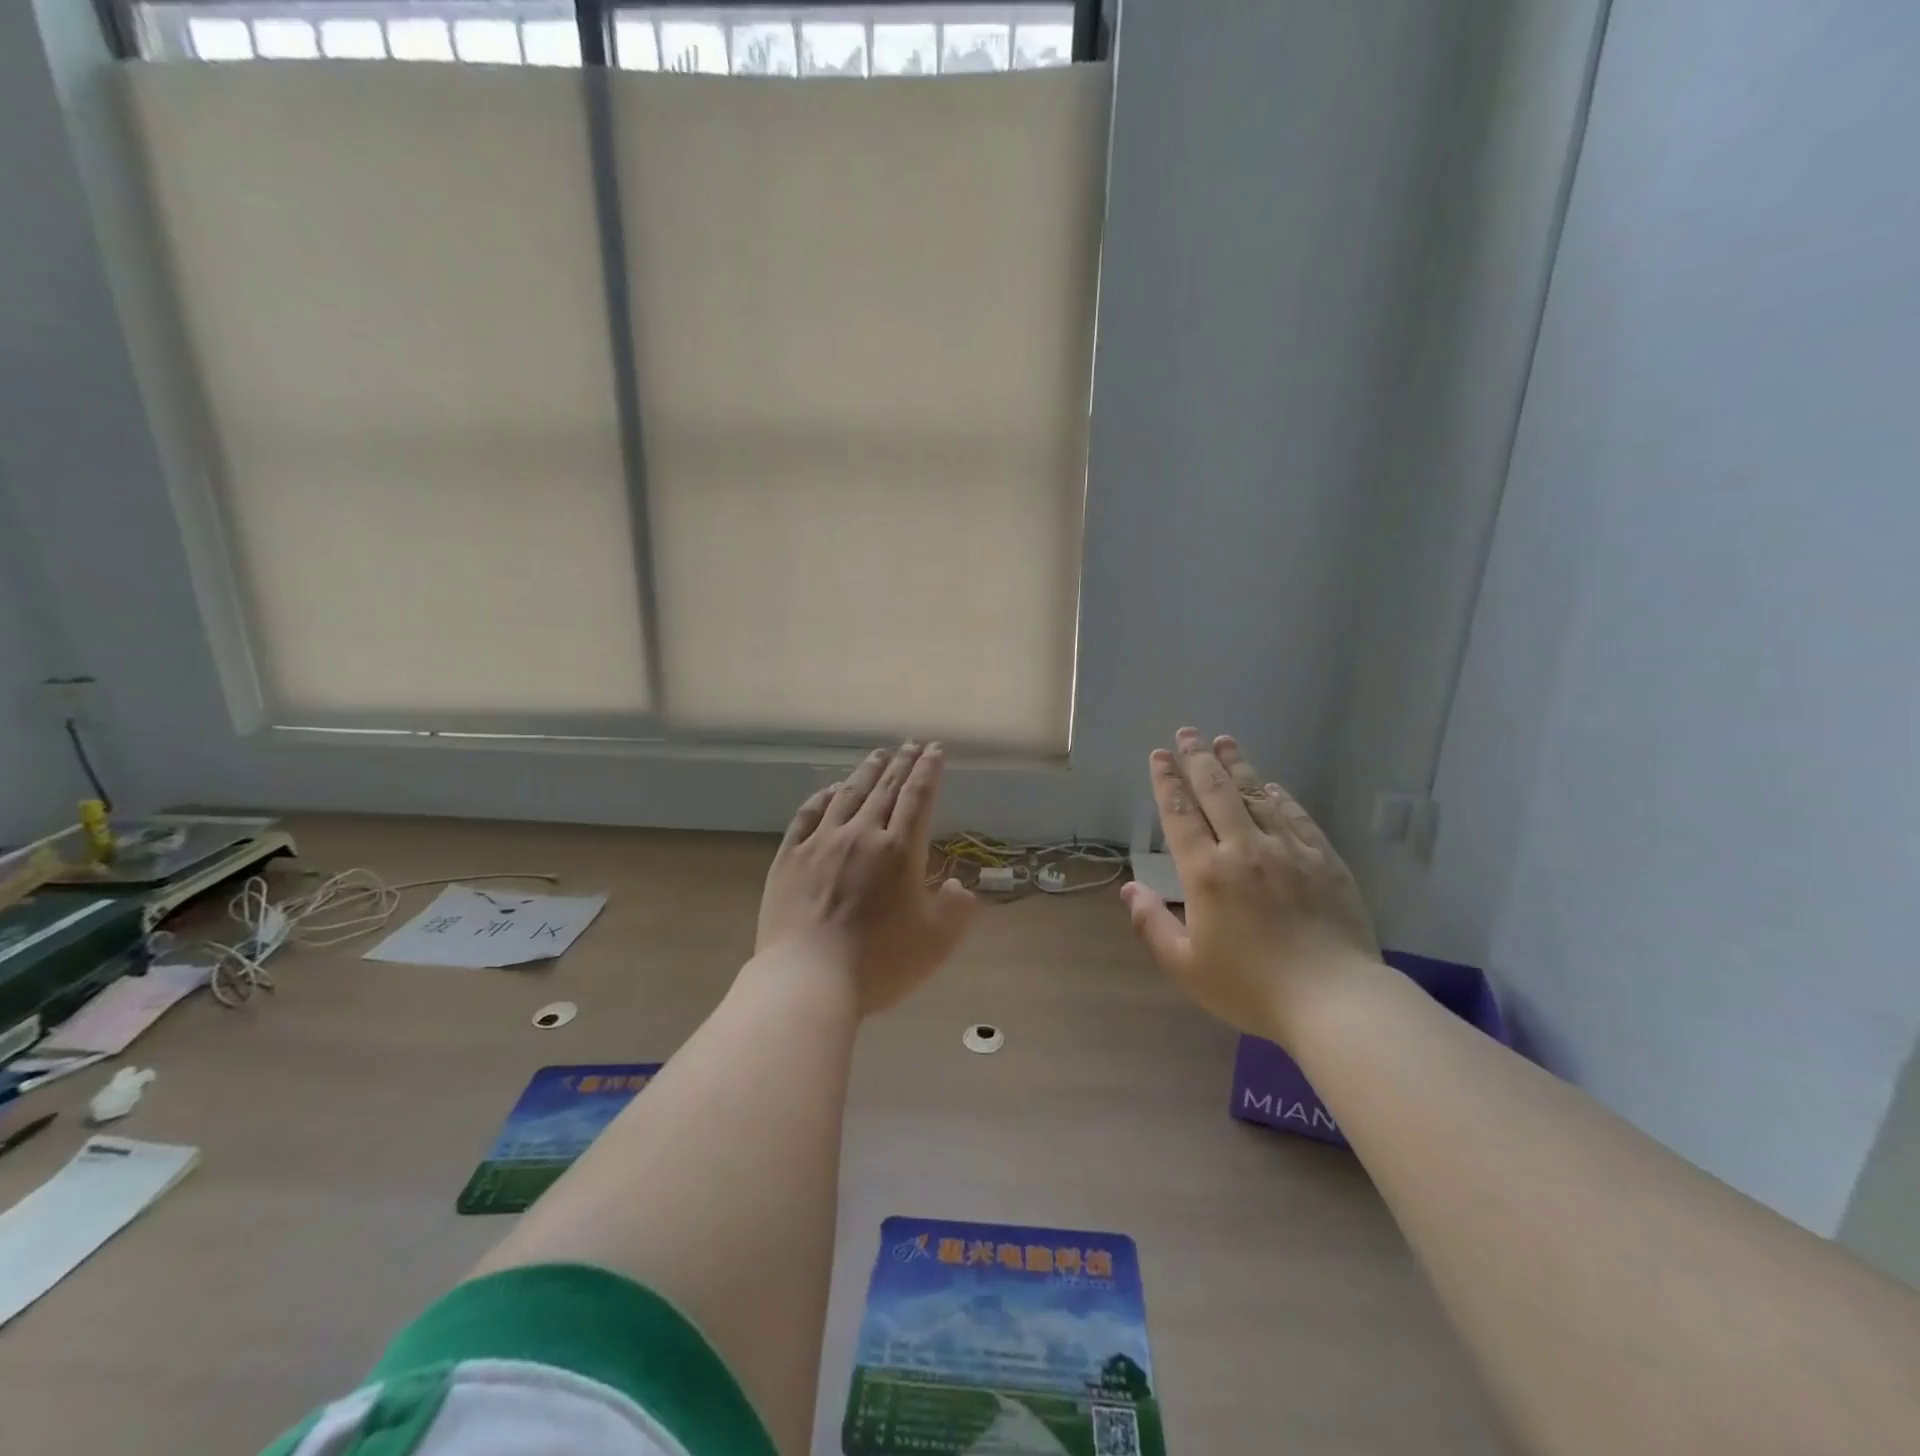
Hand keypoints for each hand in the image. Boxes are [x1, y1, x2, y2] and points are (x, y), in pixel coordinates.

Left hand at [756, 742, 976, 1014]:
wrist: (808, 980)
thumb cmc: (879, 962)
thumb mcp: (937, 941)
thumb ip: (956, 907)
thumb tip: (954, 885)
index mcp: (899, 850)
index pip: (918, 797)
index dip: (928, 770)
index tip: (934, 749)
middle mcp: (861, 835)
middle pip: (885, 789)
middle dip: (901, 763)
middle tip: (910, 744)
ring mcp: (821, 844)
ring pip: (847, 795)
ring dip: (866, 772)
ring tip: (878, 755)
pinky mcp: (789, 859)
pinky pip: (807, 816)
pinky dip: (822, 797)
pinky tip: (829, 790)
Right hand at [1122, 728, 1379, 1043]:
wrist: (1334, 1002)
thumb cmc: (1251, 988)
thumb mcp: (1185, 966)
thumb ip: (1151, 924)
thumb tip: (1129, 889)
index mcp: (1206, 873)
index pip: (1180, 814)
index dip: (1166, 781)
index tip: (1159, 755)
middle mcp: (1244, 850)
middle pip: (1217, 792)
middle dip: (1198, 759)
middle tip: (1188, 733)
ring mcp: (1288, 851)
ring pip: (1256, 796)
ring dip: (1237, 766)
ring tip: (1224, 741)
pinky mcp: (1324, 860)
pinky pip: (1296, 817)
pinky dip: (1280, 797)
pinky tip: (1271, 785)